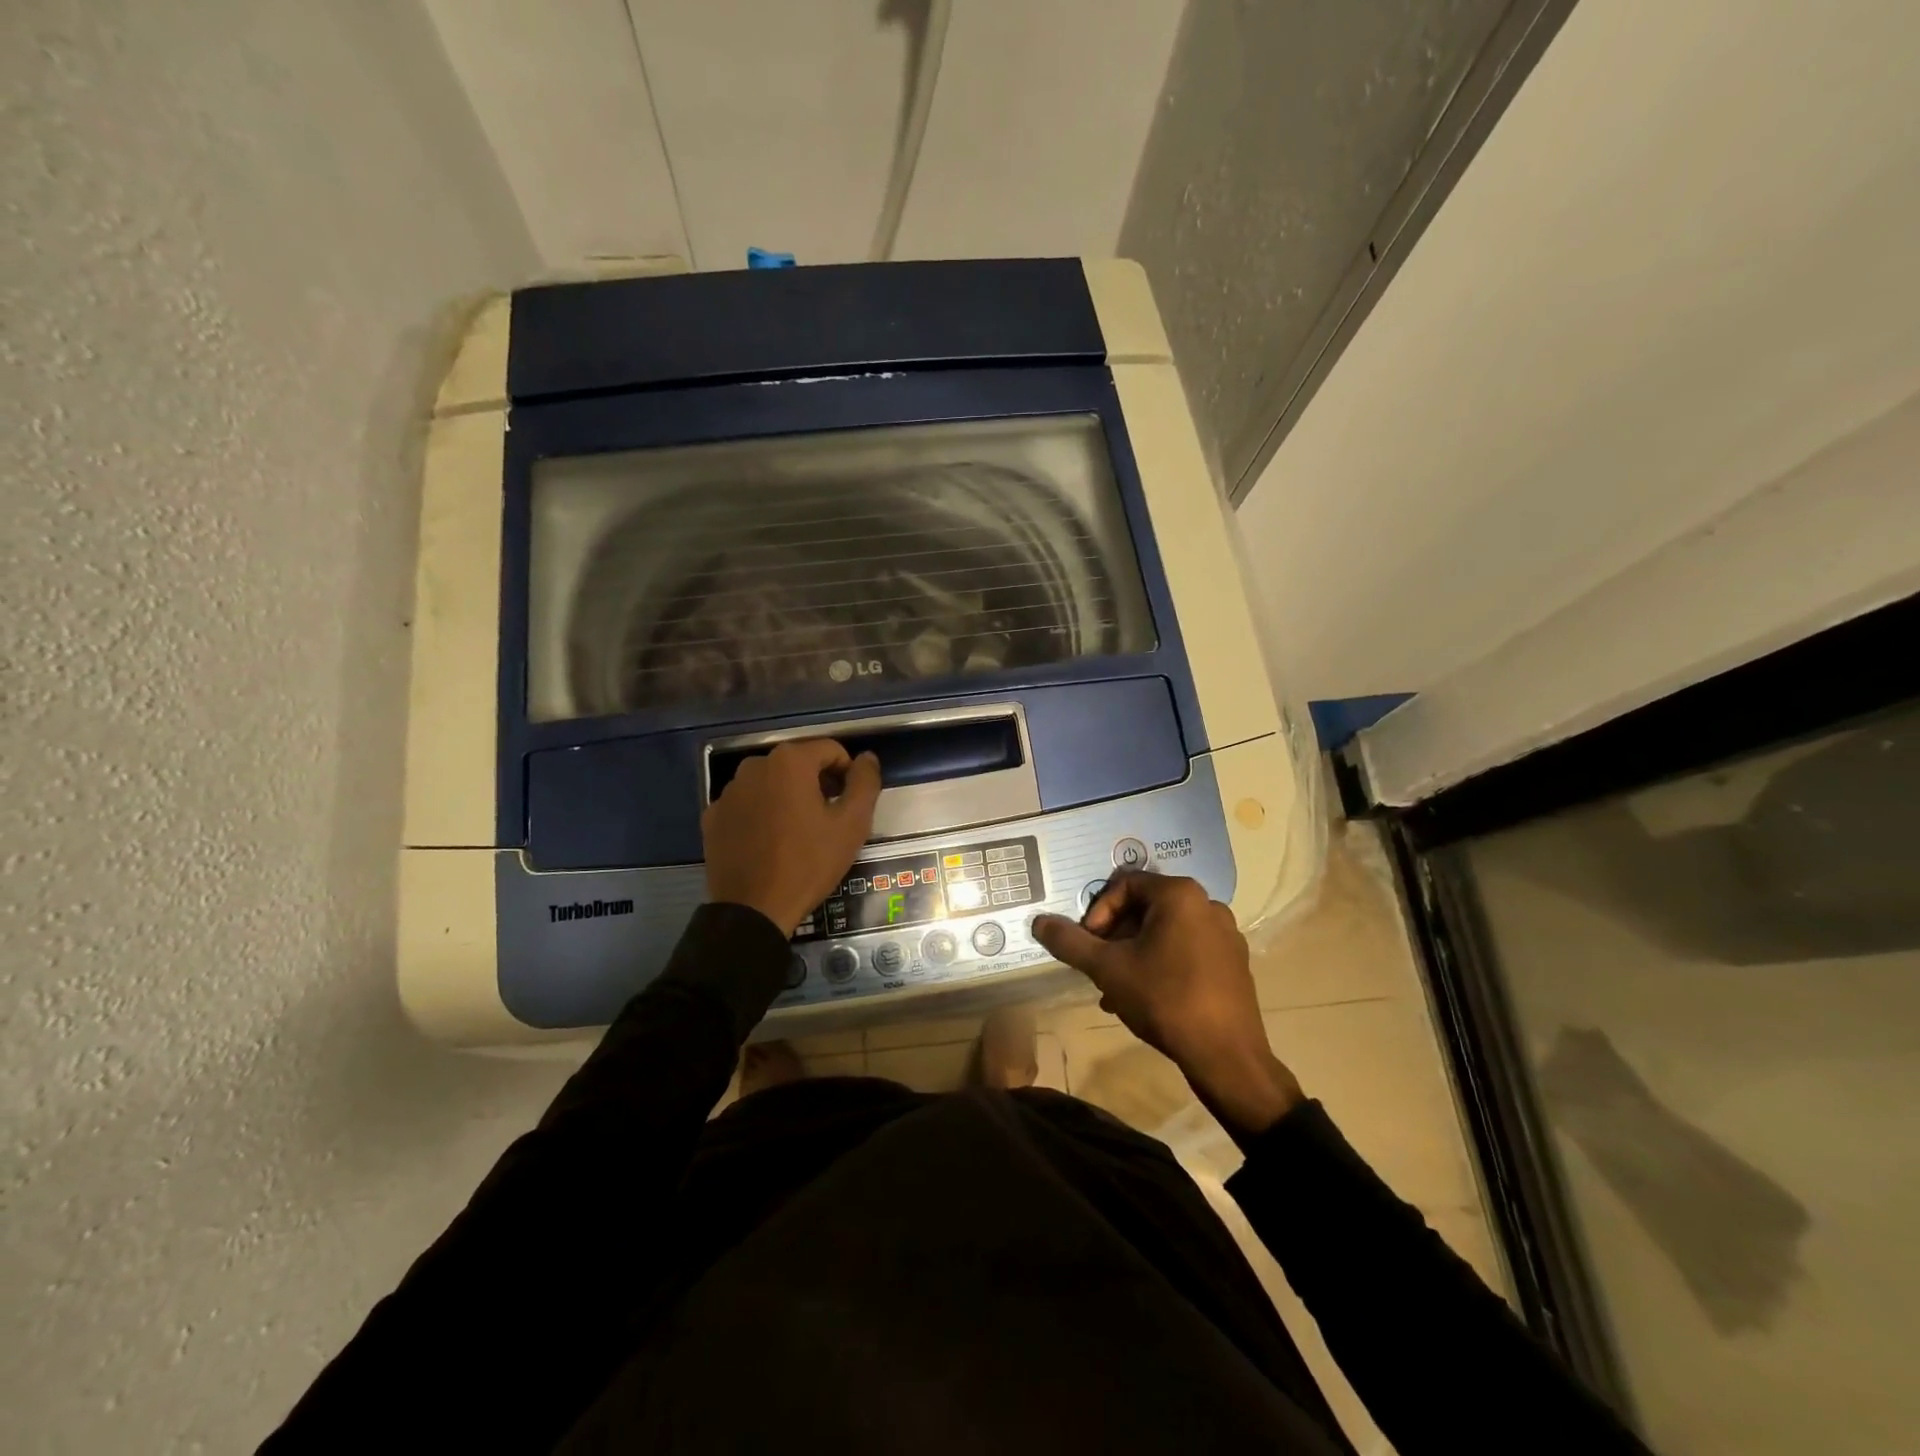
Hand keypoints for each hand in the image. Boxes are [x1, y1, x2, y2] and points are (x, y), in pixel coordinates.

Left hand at [701, 739, 882, 936]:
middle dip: (817, 784)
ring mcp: (729, 791)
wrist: (754, 910)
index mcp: (790, 761)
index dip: (847, 774)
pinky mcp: (713, 816)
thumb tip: (866, 758)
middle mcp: (754, 765)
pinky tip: (769, 842)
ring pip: (771, 783)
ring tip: (798, 833)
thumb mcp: (852, 824)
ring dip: (788, 797)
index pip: (830, 750)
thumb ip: (864, 783)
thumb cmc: (809, 863)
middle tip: (828, 820)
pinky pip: (747, 804)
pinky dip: (761, 814)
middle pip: (798, 764)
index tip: (849, 804)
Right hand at [1032, 873, 1301, 1138]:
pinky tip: (1146, 998)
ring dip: (1134, 954)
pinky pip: (1187, 950)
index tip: (1088, 946)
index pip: (1124, 885)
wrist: (1226, 1056)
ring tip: (1116, 990)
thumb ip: (1070, 942)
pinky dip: (1161, 964)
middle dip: (1114, 937)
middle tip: (1099, 968)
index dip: (1097, 912)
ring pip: (1164, 932)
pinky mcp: (1234, 962)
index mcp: (1180, 894)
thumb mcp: (1107, 968)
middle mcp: (1207, 904)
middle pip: (1144, 908)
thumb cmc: (1164, 999)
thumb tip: (1039, 922)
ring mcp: (1225, 934)